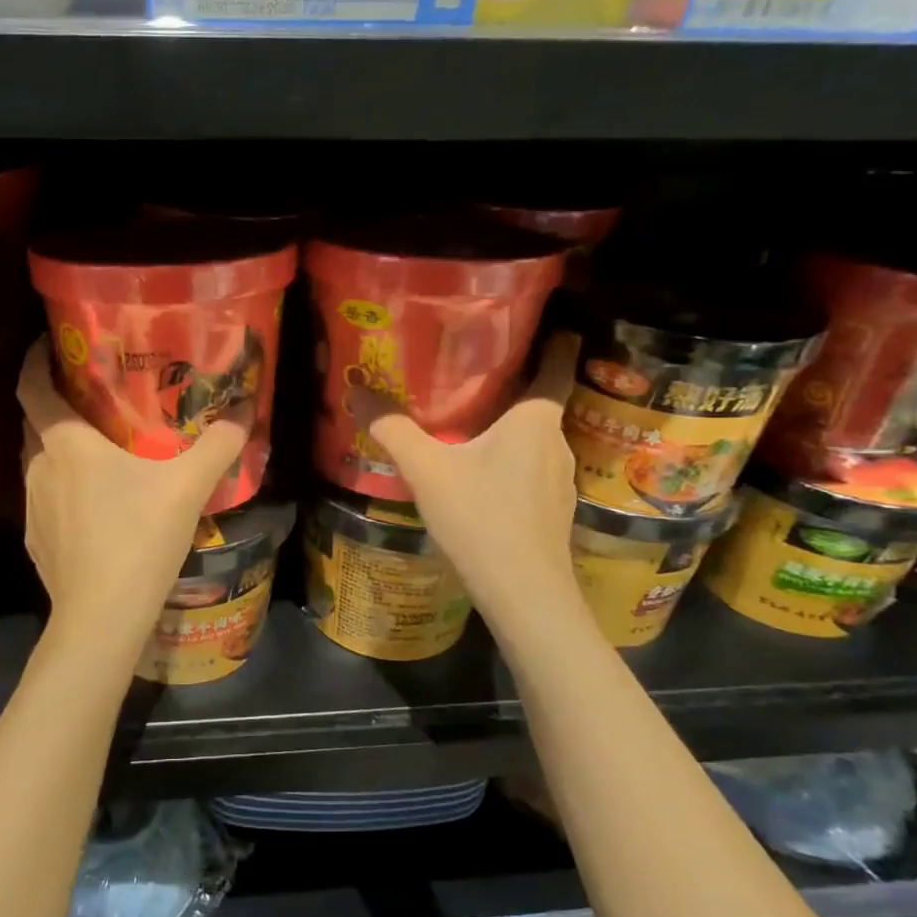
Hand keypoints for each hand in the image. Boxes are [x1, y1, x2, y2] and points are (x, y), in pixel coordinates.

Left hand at [17, 337, 251, 660]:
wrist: (102, 617)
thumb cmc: (139, 537)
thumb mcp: (188, 487)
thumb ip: (218, 446)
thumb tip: (245, 414)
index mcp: (66, 443)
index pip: (31, 386)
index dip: (34, 361)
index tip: (49, 345)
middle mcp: (39, 467)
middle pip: (36, 423)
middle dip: (55, 405)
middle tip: (91, 398)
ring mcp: (32, 507)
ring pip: (40, 464)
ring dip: (60, 451)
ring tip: (96, 452)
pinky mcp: (36, 542)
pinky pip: (46, 501)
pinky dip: (62, 492)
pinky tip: (92, 509)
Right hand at [358, 334, 583, 634]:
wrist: (525, 595)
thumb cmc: (482, 519)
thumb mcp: (427, 469)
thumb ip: (392, 429)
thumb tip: (356, 389)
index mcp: (535, 419)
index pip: (556, 362)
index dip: (552, 338)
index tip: (532, 321)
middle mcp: (556, 442)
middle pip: (538, 401)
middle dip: (510, 385)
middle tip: (471, 370)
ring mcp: (560, 479)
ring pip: (533, 438)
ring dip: (508, 427)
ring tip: (469, 420)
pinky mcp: (553, 510)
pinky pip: (530, 469)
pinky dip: (509, 460)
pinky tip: (480, 474)